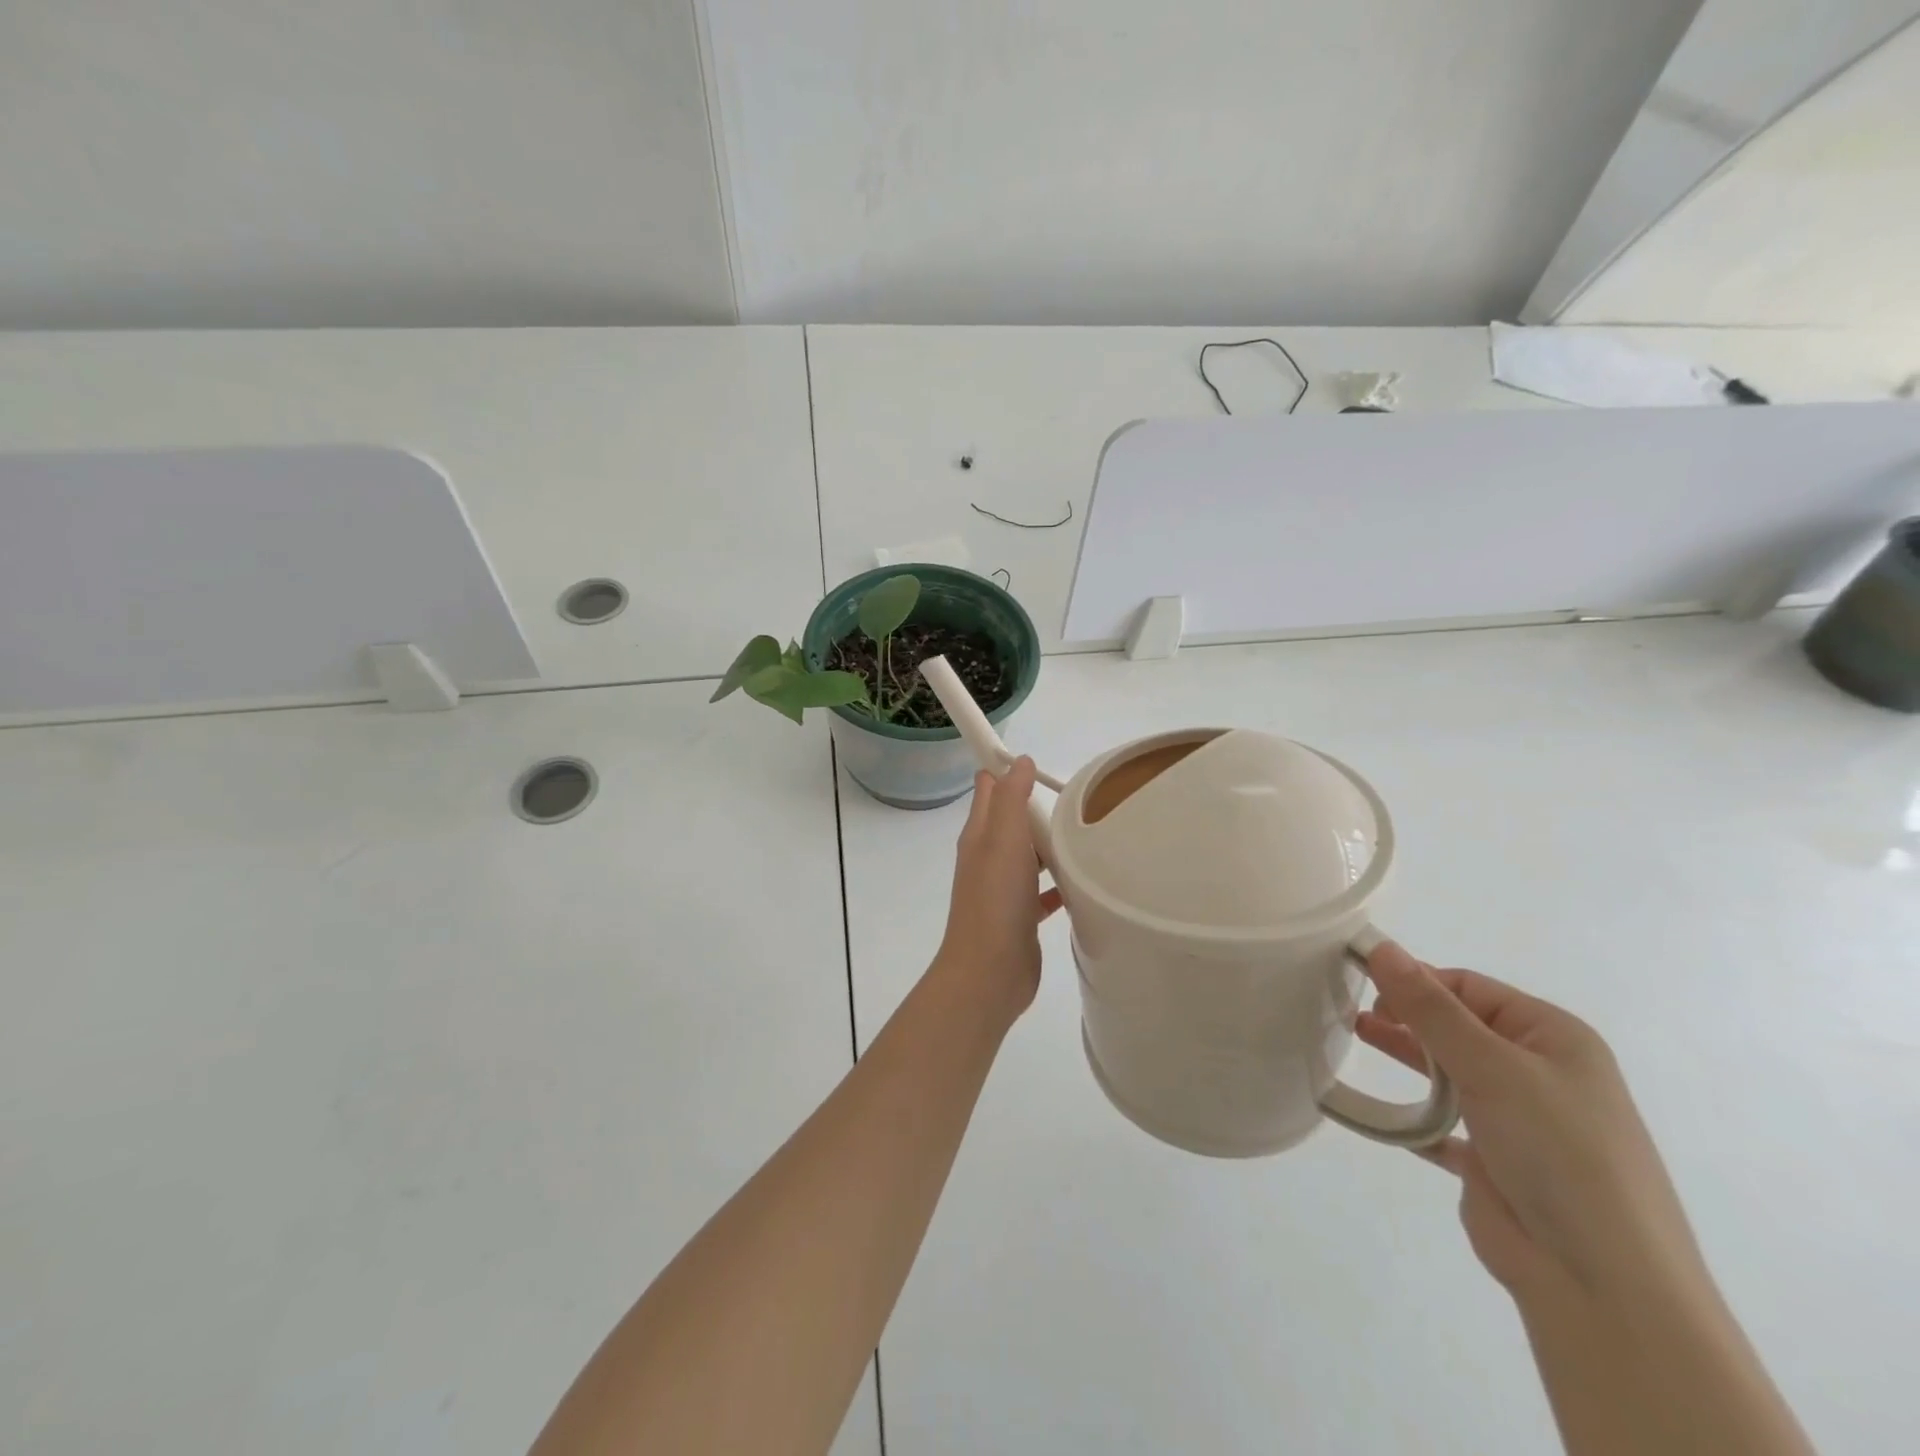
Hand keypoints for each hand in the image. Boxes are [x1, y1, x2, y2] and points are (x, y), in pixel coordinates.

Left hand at [934, 758, 1061, 1023]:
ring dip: (1052, 845)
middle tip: (1079, 801)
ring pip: (1029, 855)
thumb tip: (1018, 760)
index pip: (990, 789)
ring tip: (1089, 837)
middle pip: (1012, 821)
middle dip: (1039, 808)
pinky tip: (1083, 884)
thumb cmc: (996, 899)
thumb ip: (1011, 797)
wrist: (988, 973)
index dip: (1007, 770)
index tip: (1042, 763)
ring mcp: (1003, 889)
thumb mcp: (1004, 838)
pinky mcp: (1020, 917)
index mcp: (980, 834)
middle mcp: (988, 857)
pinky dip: (1058, 884)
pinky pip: (1042, 892)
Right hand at [1358, 943, 1706, 1302]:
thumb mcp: (1491, 1065)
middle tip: (1351, 1011)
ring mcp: (1519, 1121)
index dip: (1416, 979)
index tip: (1361, 980)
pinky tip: (1373, 1107)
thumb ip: (1430, 1007)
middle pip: (1458, 1027)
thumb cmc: (1558, 1152)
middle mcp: (1540, 1073)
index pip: (1470, 988)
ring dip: (1406, 1055)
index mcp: (1554, 1038)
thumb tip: (1381, 947)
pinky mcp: (1494, 1164)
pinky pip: (1442, 1125)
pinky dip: (1410, 1114)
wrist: (1602, 1285)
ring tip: (1354, 1036)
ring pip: (1449, 1072)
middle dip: (1406, 1015)